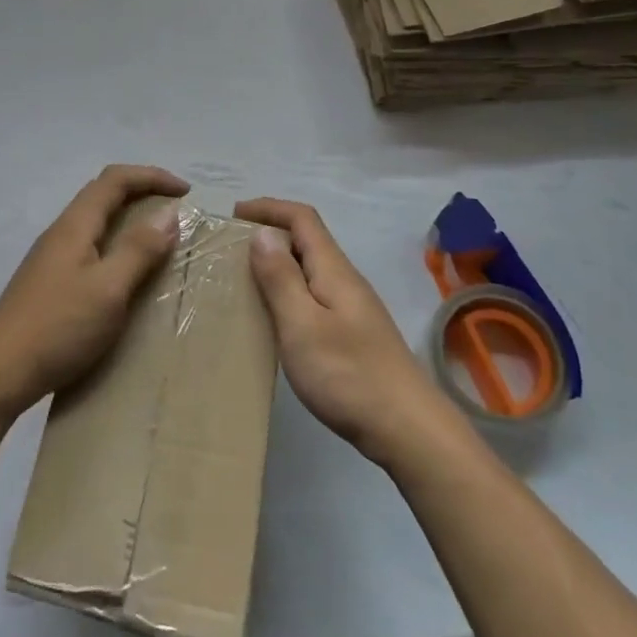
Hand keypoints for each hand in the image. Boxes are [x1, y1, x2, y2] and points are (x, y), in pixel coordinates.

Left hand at [0, 165, 188, 416]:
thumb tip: (169, 214)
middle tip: (175, 212)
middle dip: (142, 193)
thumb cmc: (58, 326)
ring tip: (157, 242)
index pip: (115, 180)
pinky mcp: (48, 284)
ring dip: (128, 222)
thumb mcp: (109, 288)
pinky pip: (90, 249)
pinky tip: (124, 276)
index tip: (185, 192)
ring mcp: (51, 259)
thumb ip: (139, 250)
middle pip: (103, 195)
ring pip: (95, 224)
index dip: (151, 176)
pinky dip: (116, 247)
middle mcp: (61, 233)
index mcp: (75, 226)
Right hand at [236, 197, 458, 468]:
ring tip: (243, 280)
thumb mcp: (302, 325)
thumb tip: (261, 233)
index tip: (234, 214)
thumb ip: (281, 278)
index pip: (302, 218)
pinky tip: (273, 317)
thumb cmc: (348, 374)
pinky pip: (313, 295)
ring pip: (309, 269)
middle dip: (269, 233)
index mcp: (333, 269)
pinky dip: (287, 291)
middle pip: (306, 240)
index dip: (269, 207)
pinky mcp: (352, 333)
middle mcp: (344, 280)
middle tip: (230, 249)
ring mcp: (351, 307)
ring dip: (277, 264)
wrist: (406, 428)